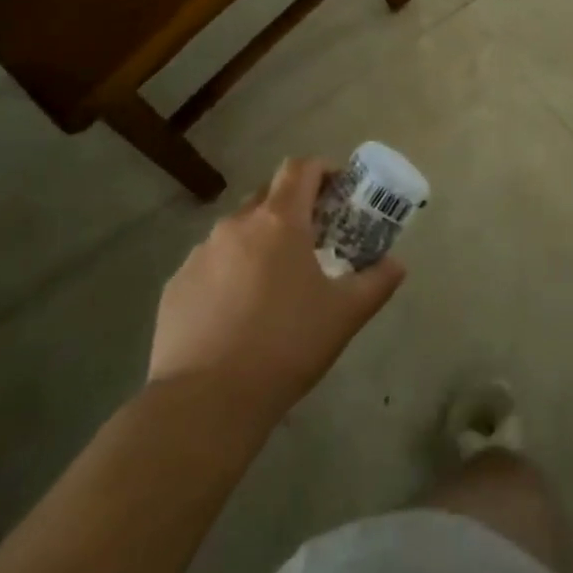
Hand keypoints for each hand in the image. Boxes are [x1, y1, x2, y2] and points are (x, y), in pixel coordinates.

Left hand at [148, 157, 403, 423]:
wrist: (204, 403)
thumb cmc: (286, 346)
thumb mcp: (345, 315)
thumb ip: (377, 282)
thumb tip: (397, 264)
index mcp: (280, 221)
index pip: (301, 168)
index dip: (322, 170)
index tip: (338, 193)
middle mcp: (236, 225)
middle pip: (268, 194)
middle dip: (292, 207)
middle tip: (312, 239)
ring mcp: (200, 254)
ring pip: (236, 230)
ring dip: (259, 241)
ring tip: (273, 282)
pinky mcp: (175, 286)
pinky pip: (209, 264)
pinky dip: (228, 272)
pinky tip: (236, 313)